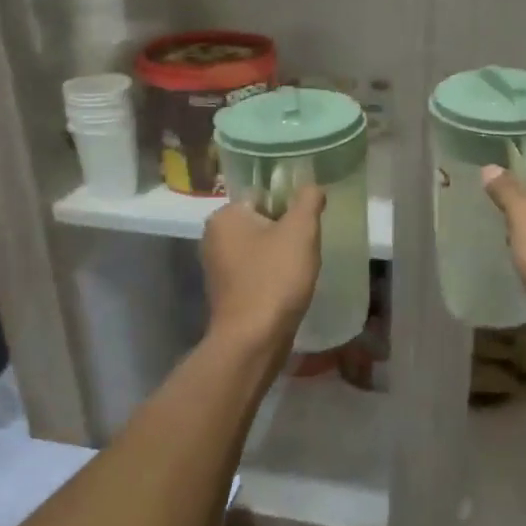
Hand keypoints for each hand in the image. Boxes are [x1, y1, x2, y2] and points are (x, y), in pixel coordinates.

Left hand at [202, 183, 324, 349]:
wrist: (253, 339)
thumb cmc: (275, 278)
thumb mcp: (301, 231)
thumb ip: (308, 200)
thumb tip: (312, 186)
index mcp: (225, 216)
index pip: (263, 194)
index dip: (290, 207)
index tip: (308, 226)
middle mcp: (214, 237)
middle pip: (262, 221)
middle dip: (286, 232)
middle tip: (307, 248)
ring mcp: (217, 267)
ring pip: (260, 248)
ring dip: (281, 255)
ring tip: (300, 270)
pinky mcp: (226, 292)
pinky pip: (255, 271)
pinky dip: (272, 275)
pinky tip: (288, 288)